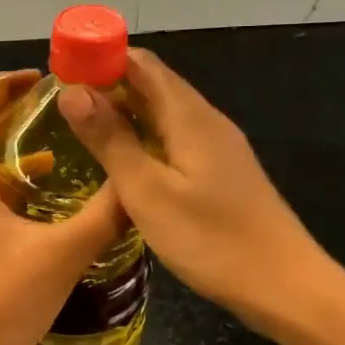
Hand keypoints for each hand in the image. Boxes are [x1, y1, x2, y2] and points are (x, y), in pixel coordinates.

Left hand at [0, 71, 124, 344]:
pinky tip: (42, 207)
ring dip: (14, 158)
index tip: (39, 75)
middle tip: (58, 108)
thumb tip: (141, 180)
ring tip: (60, 151)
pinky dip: (10, 193)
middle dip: (14, 120)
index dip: (4, 87)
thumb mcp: (64, 253)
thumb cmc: (6, 304)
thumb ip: (106, 214)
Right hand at [56, 49, 336, 336]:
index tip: (61, 69)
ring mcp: (217, 148)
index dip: (100, 58)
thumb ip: (110, 140)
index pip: (141, 63)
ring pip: (163, 113)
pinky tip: (123, 161)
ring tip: (80, 128)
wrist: (285, 287)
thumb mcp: (147, 191)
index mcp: (189, 116)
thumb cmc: (212, 239)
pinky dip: (143, 137)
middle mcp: (206, 121)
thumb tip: (72, 91)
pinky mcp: (220, 173)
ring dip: (124, 112)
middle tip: (59, 104)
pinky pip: (174, 139)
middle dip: (107, 84)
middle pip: (153, 84)